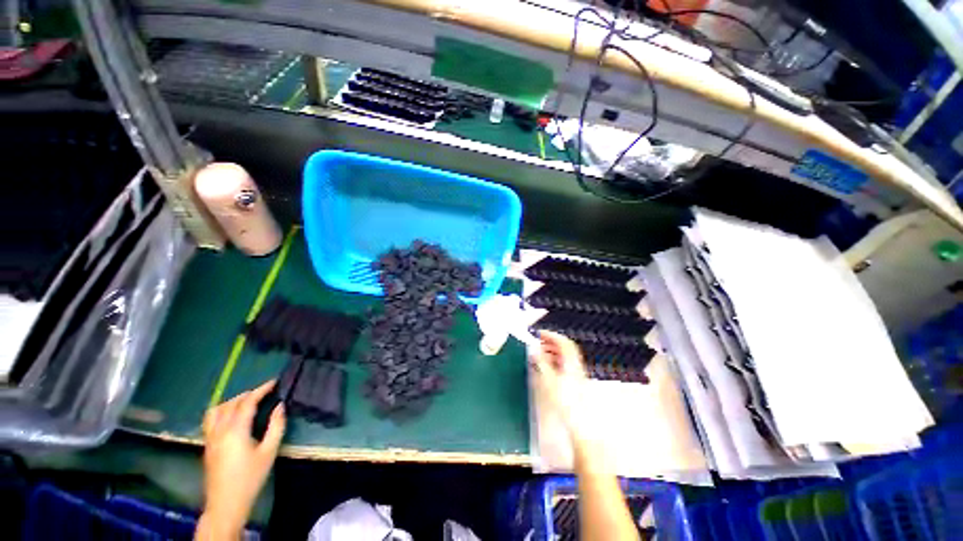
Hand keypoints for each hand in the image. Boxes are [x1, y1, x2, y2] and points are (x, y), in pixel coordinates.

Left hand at [198, 380, 284, 539]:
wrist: (226, 503)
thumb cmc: (250, 477)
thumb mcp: (269, 451)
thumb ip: (276, 426)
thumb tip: (280, 406)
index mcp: (236, 430)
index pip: (247, 402)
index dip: (261, 390)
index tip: (274, 382)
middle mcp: (219, 430)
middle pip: (231, 403)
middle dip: (248, 394)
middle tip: (264, 392)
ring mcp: (210, 438)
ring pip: (216, 410)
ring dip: (232, 401)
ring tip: (246, 401)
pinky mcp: (207, 445)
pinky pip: (210, 419)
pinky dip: (222, 410)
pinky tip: (231, 416)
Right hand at [531, 330, 588, 437]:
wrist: (579, 423)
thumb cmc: (565, 401)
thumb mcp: (549, 380)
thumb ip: (541, 362)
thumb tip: (534, 349)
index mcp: (571, 362)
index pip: (563, 342)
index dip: (551, 335)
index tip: (539, 334)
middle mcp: (575, 365)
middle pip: (565, 347)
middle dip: (550, 342)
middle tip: (538, 342)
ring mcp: (576, 373)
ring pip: (564, 356)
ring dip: (552, 351)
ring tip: (540, 353)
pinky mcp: (574, 382)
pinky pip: (564, 364)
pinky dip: (554, 361)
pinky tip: (546, 366)